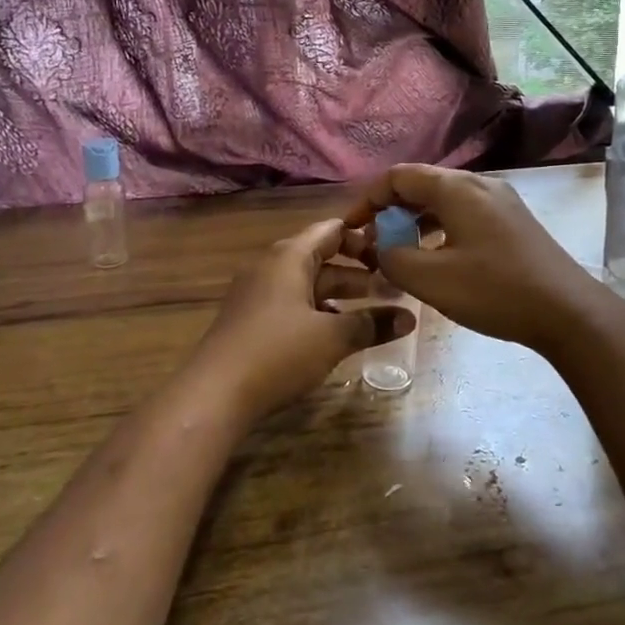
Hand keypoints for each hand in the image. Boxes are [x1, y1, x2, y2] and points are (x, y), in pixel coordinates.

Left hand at [190, 218, 413, 421]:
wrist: (213, 394)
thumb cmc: (278, 352)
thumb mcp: (333, 337)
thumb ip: (372, 324)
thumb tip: (410, 318)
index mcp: (290, 256)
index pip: (332, 230)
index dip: (364, 238)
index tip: (394, 253)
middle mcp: (271, 265)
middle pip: (321, 257)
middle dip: (357, 272)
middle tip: (393, 287)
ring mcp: (257, 292)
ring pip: (307, 283)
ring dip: (339, 295)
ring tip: (373, 312)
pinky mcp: (250, 318)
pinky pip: (291, 302)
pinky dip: (317, 310)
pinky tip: (336, 333)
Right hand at [343, 165, 597, 350]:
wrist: (568, 312)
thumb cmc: (495, 291)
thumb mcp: (432, 280)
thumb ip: (393, 258)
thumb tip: (378, 247)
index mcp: (456, 188)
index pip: (398, 177)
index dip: (368, 199)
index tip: (351, 229)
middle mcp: (479, 184)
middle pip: (422, 184)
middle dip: (391, 210)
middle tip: (374, 243)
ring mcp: (501, 201)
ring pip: (444, 200)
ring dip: (416, 221)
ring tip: (401, 252)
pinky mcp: (514, 222)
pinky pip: (465, 213)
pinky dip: (441, 228)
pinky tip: (438, 258)